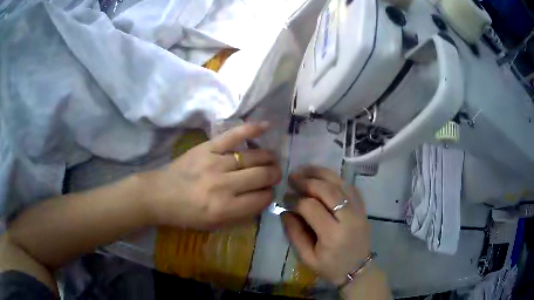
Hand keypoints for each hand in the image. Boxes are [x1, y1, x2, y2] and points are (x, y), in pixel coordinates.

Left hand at [143, 123, 280, 229]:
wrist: (160, 195)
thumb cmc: (187, 214)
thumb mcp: (215, 225)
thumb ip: (241, 215)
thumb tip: (263, 198)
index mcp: (224, 209)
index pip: (262, 198)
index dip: (269, 195)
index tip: (268, 192)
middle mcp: (223, 185)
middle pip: (262, 175)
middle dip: (274, 175)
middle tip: (274, 175)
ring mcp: (215, 163)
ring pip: (253, 156)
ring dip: (268, 158)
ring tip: (271, 160)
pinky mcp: (207, 147)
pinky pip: (233, 135)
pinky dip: (251, 129)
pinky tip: (266, 126)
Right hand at [281, 166, 370, 285]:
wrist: (359, 270)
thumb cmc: (331, 268)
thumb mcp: (307, 258)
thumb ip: (295, 234)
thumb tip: (285, 212)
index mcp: (333, 235)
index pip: (311, 207)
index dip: (295, 200)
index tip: (284, 198)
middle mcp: (349, 218)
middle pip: (328, 190)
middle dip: (307, 181)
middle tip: (292, 178)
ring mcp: (359, 211)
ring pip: (341, 183)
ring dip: (321, 174)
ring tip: (304, 170)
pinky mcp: (363, 208)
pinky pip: (350, 187)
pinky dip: (336, 179)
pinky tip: (324, 177)